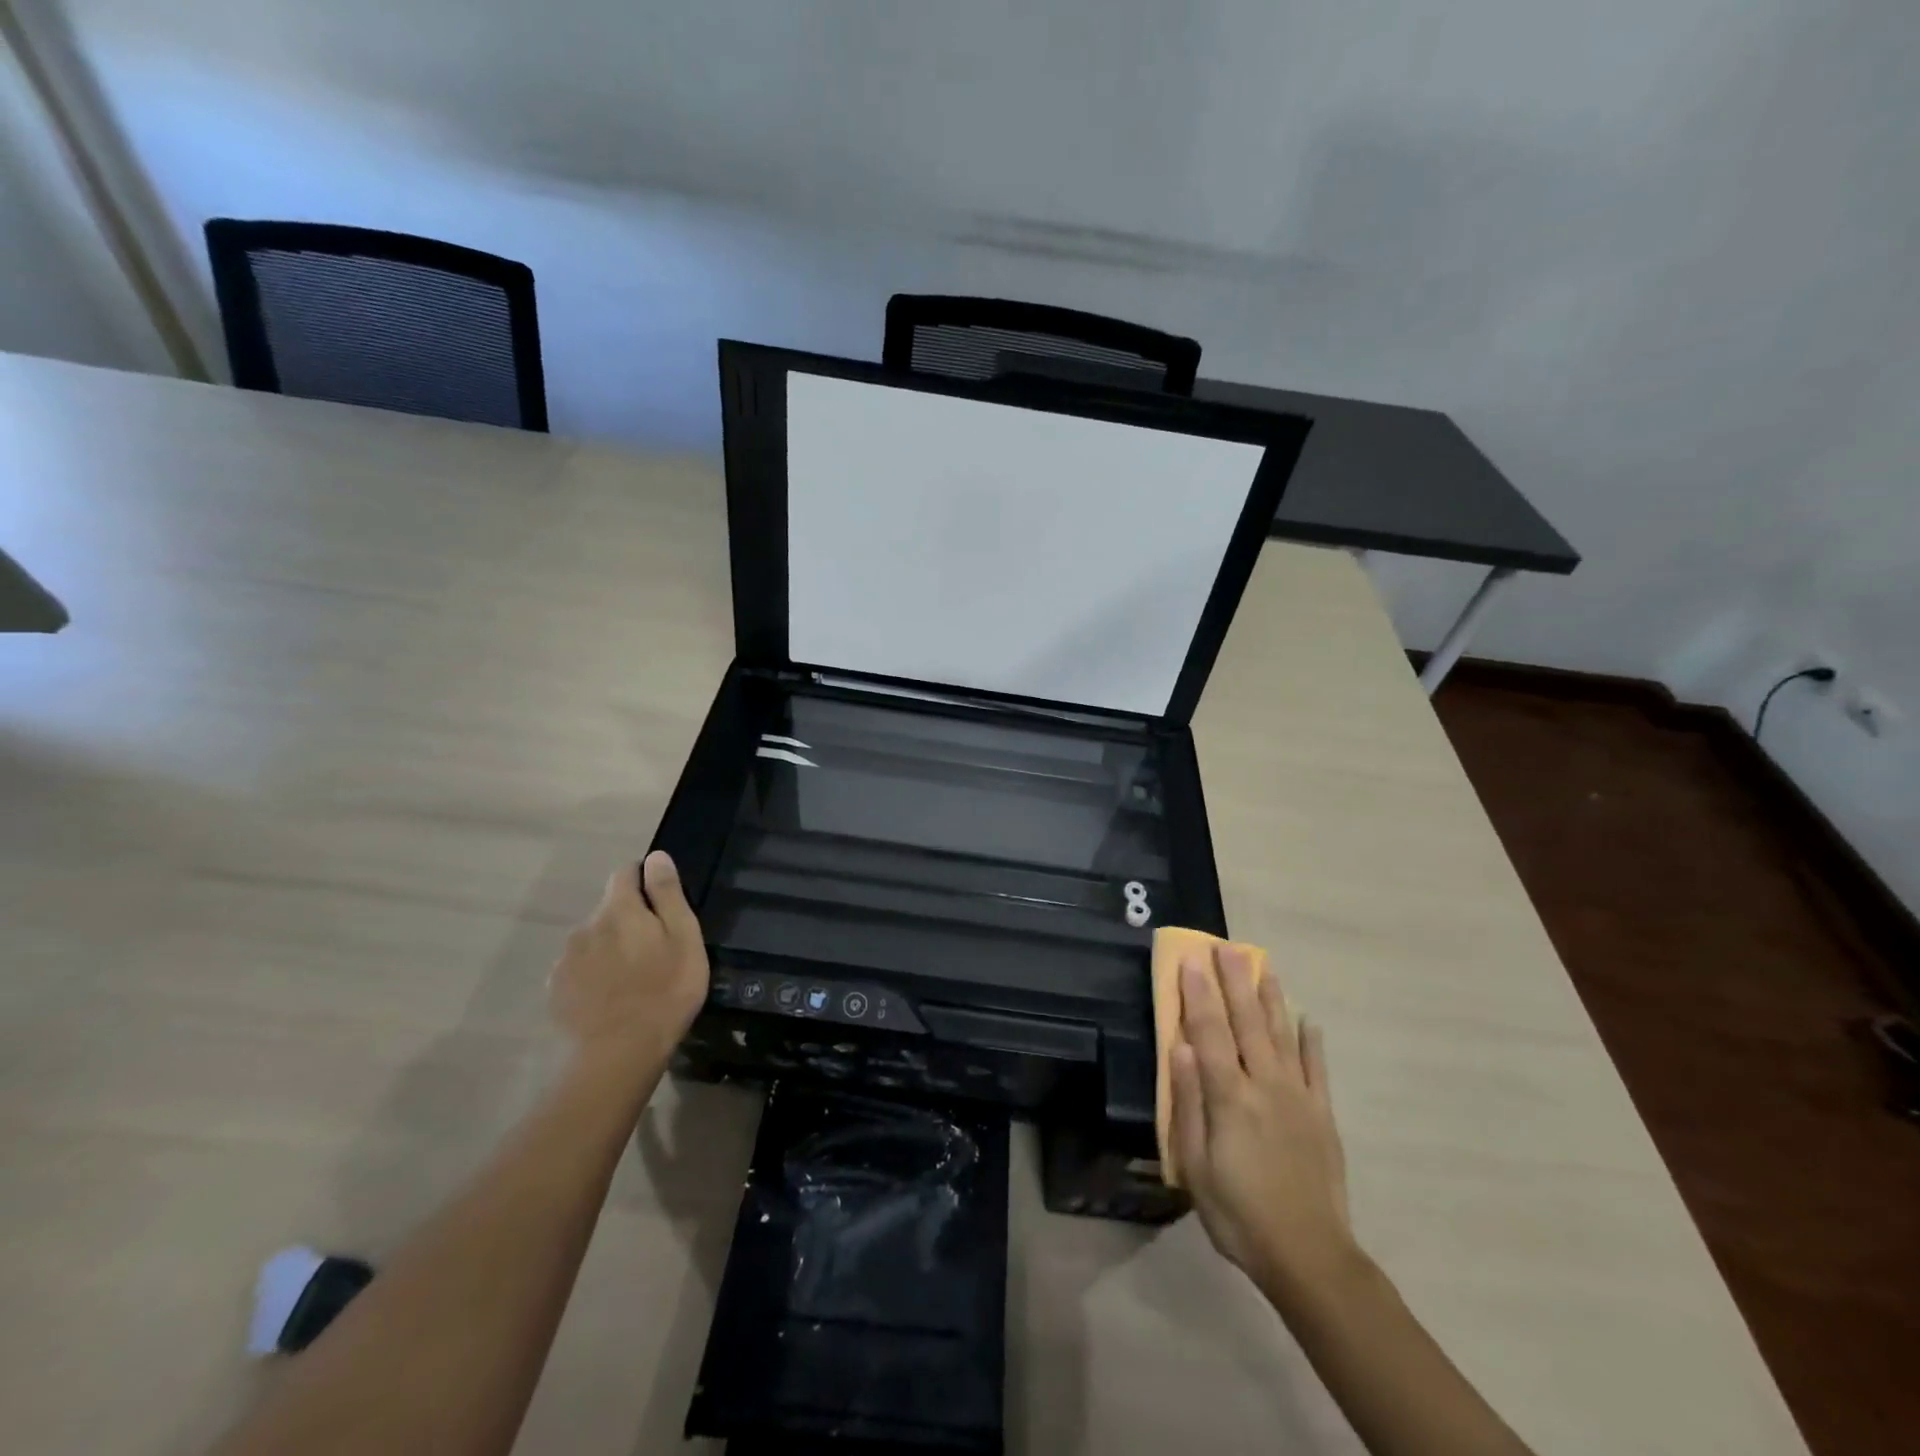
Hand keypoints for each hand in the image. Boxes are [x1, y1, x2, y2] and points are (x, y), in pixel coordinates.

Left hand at [548, 852, 708, 1071]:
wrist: (618, 1055)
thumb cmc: (665, 991)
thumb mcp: (684, 938)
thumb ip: (667, 894)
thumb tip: (656, 857)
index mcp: (620, 909)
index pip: (625, 873)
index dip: (643, 880)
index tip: (661, 904)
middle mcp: (586, 926)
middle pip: (609, 909)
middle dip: (629, 920)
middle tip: (654, 951)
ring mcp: (566, 959)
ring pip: (593, 940)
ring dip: (610, 948)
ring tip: (632, 979)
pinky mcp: (557, 990)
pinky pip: (579, 969)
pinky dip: (594, 975)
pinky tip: (610, 998)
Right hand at [1170, 944, 1355, 1300]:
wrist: (1310, 1257)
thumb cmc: (1238, 1213)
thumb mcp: (1196, 1166)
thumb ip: (1189, 1103)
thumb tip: (1181, 1048)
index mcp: (1230, 1097)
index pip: (1210, 1032)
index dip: (1198, 993)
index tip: (1191, 959)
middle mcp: (1265, 1086)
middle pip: (1247, 1023)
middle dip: (1234, 981)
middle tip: (1226, 946)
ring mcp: (1298, 1098)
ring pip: (1283, 1035)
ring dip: (1271, 998)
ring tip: (1263, 965)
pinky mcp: (1323, 1116)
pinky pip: (1318, 1070)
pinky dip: (1312, 1042)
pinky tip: (1308, 1020)